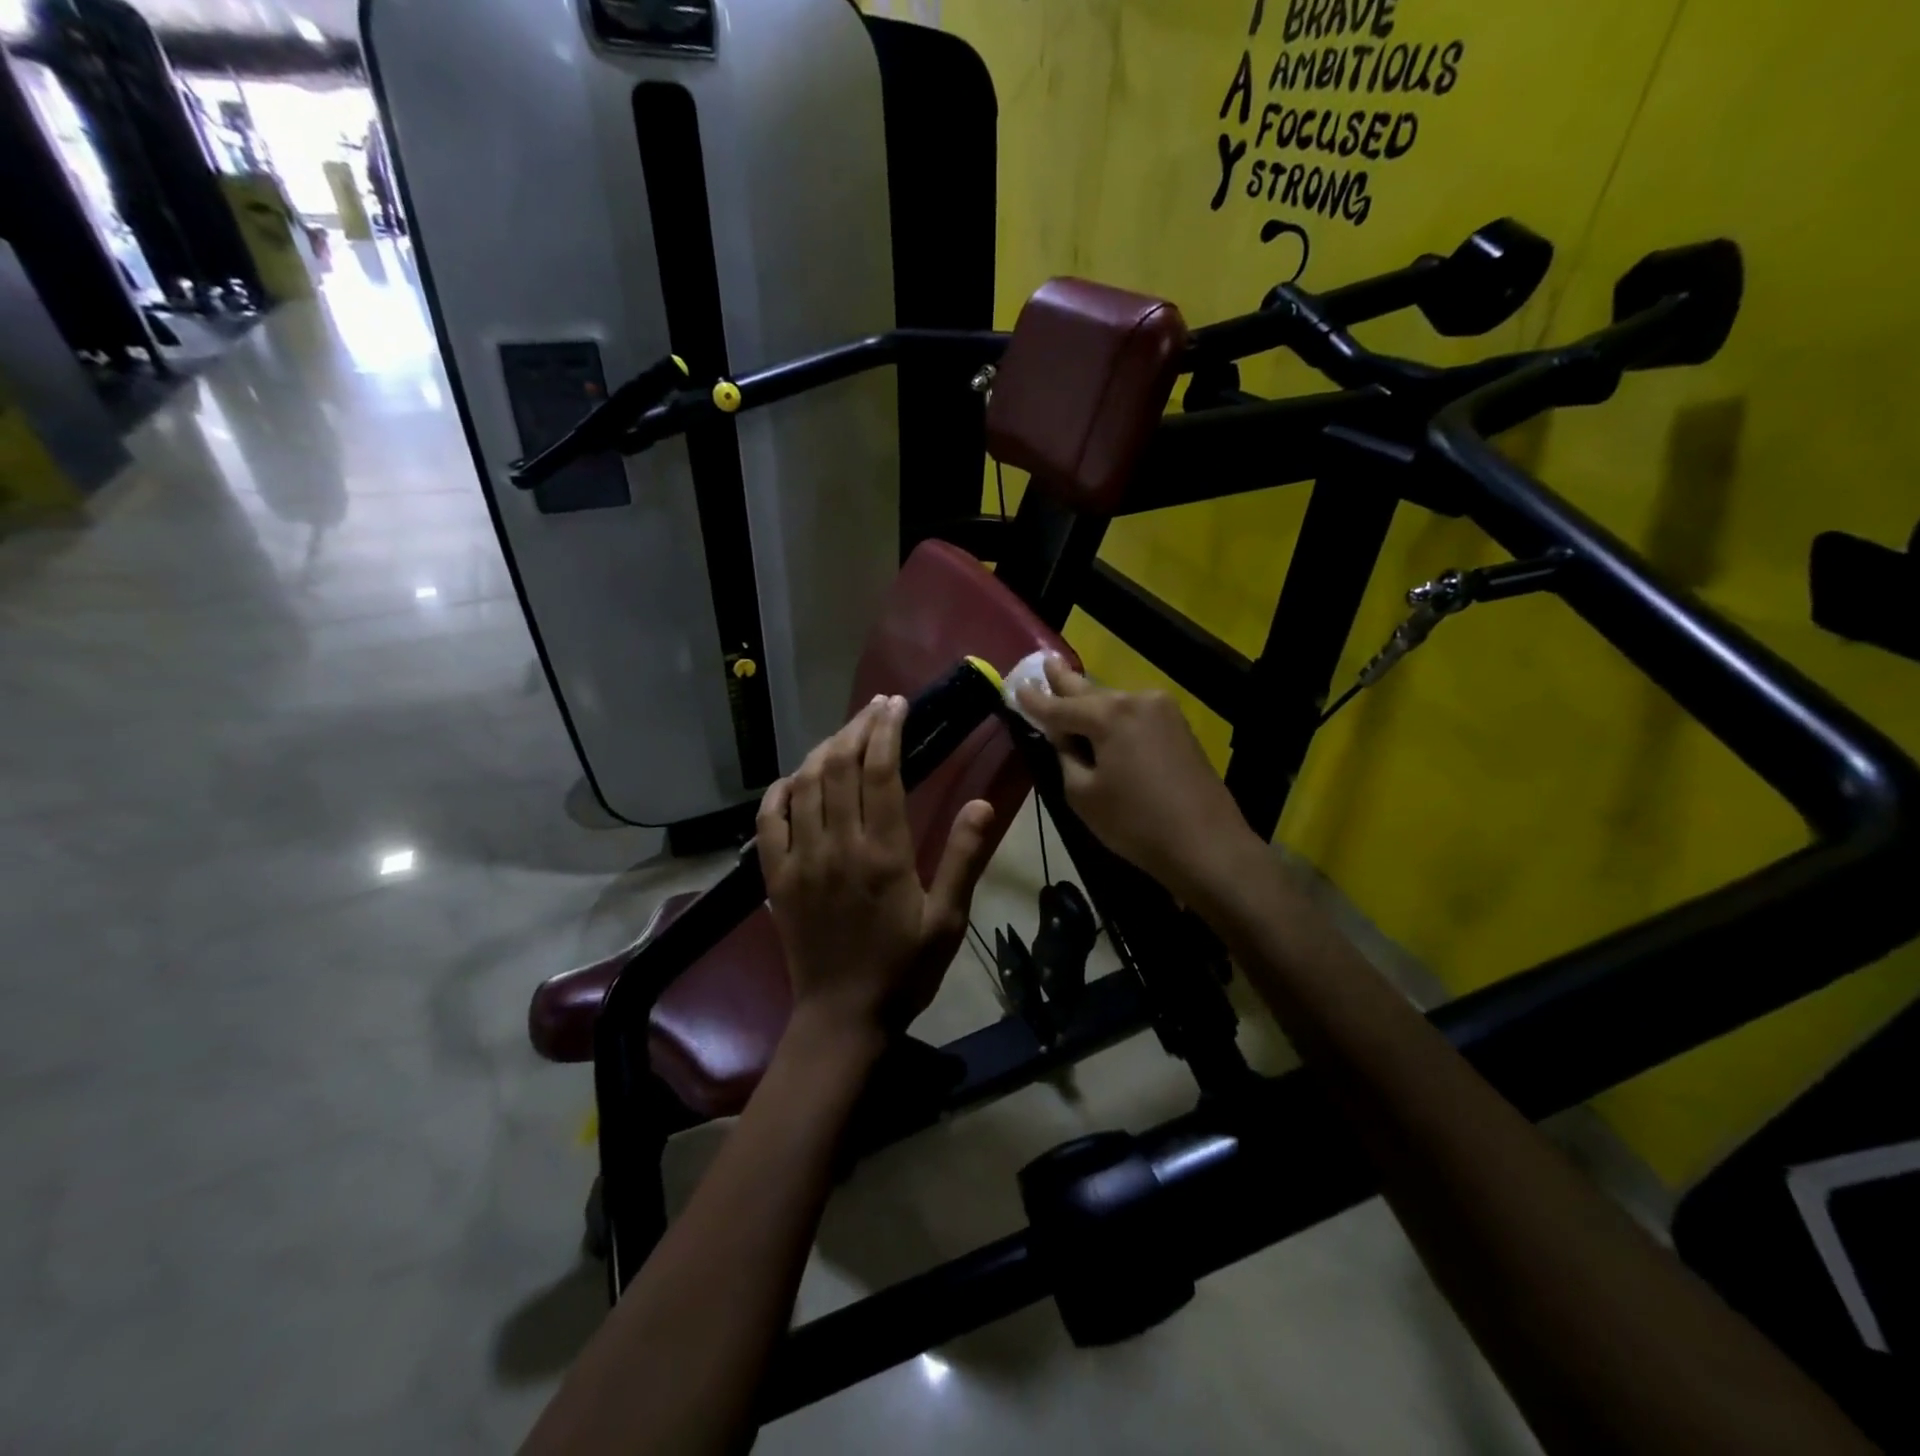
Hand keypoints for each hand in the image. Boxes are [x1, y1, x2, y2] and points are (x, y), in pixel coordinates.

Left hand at [757, 696, 995, 1042]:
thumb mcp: (947, 919)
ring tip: (845, 734)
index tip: (896, 706)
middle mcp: (838, 845)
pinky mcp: (776, 877)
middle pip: (839, 767)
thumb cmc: (904, 969)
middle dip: (858, 728)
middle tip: (876, 709)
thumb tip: (982, 803)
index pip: (881, 772)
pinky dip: (779, 791)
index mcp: (883, 853)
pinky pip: (769, 821)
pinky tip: (794, 778)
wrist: (843, 1016)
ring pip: (804, 785)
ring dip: (823, 750)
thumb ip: (963, 858)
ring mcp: (801, 859)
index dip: (888, 731)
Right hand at [1015, 656, 1259, 902]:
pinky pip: (1133, 713)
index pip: (1059, 706)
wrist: (1207, 844)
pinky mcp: (1178, 726)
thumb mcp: (1083, 794)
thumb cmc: (1135, 824)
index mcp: (1109, 715)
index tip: (1016, 687)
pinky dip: (1113, 714)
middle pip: (1089, 691)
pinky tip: (1100, 715)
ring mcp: (1162, 710)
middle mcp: (1136, 700)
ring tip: (1066, 686)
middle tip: (1044, 663)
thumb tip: (1064, 737)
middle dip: (1064, 681)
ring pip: (1113, 701)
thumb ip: (1066, 756)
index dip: (1034, 700)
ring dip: (1089, 700)